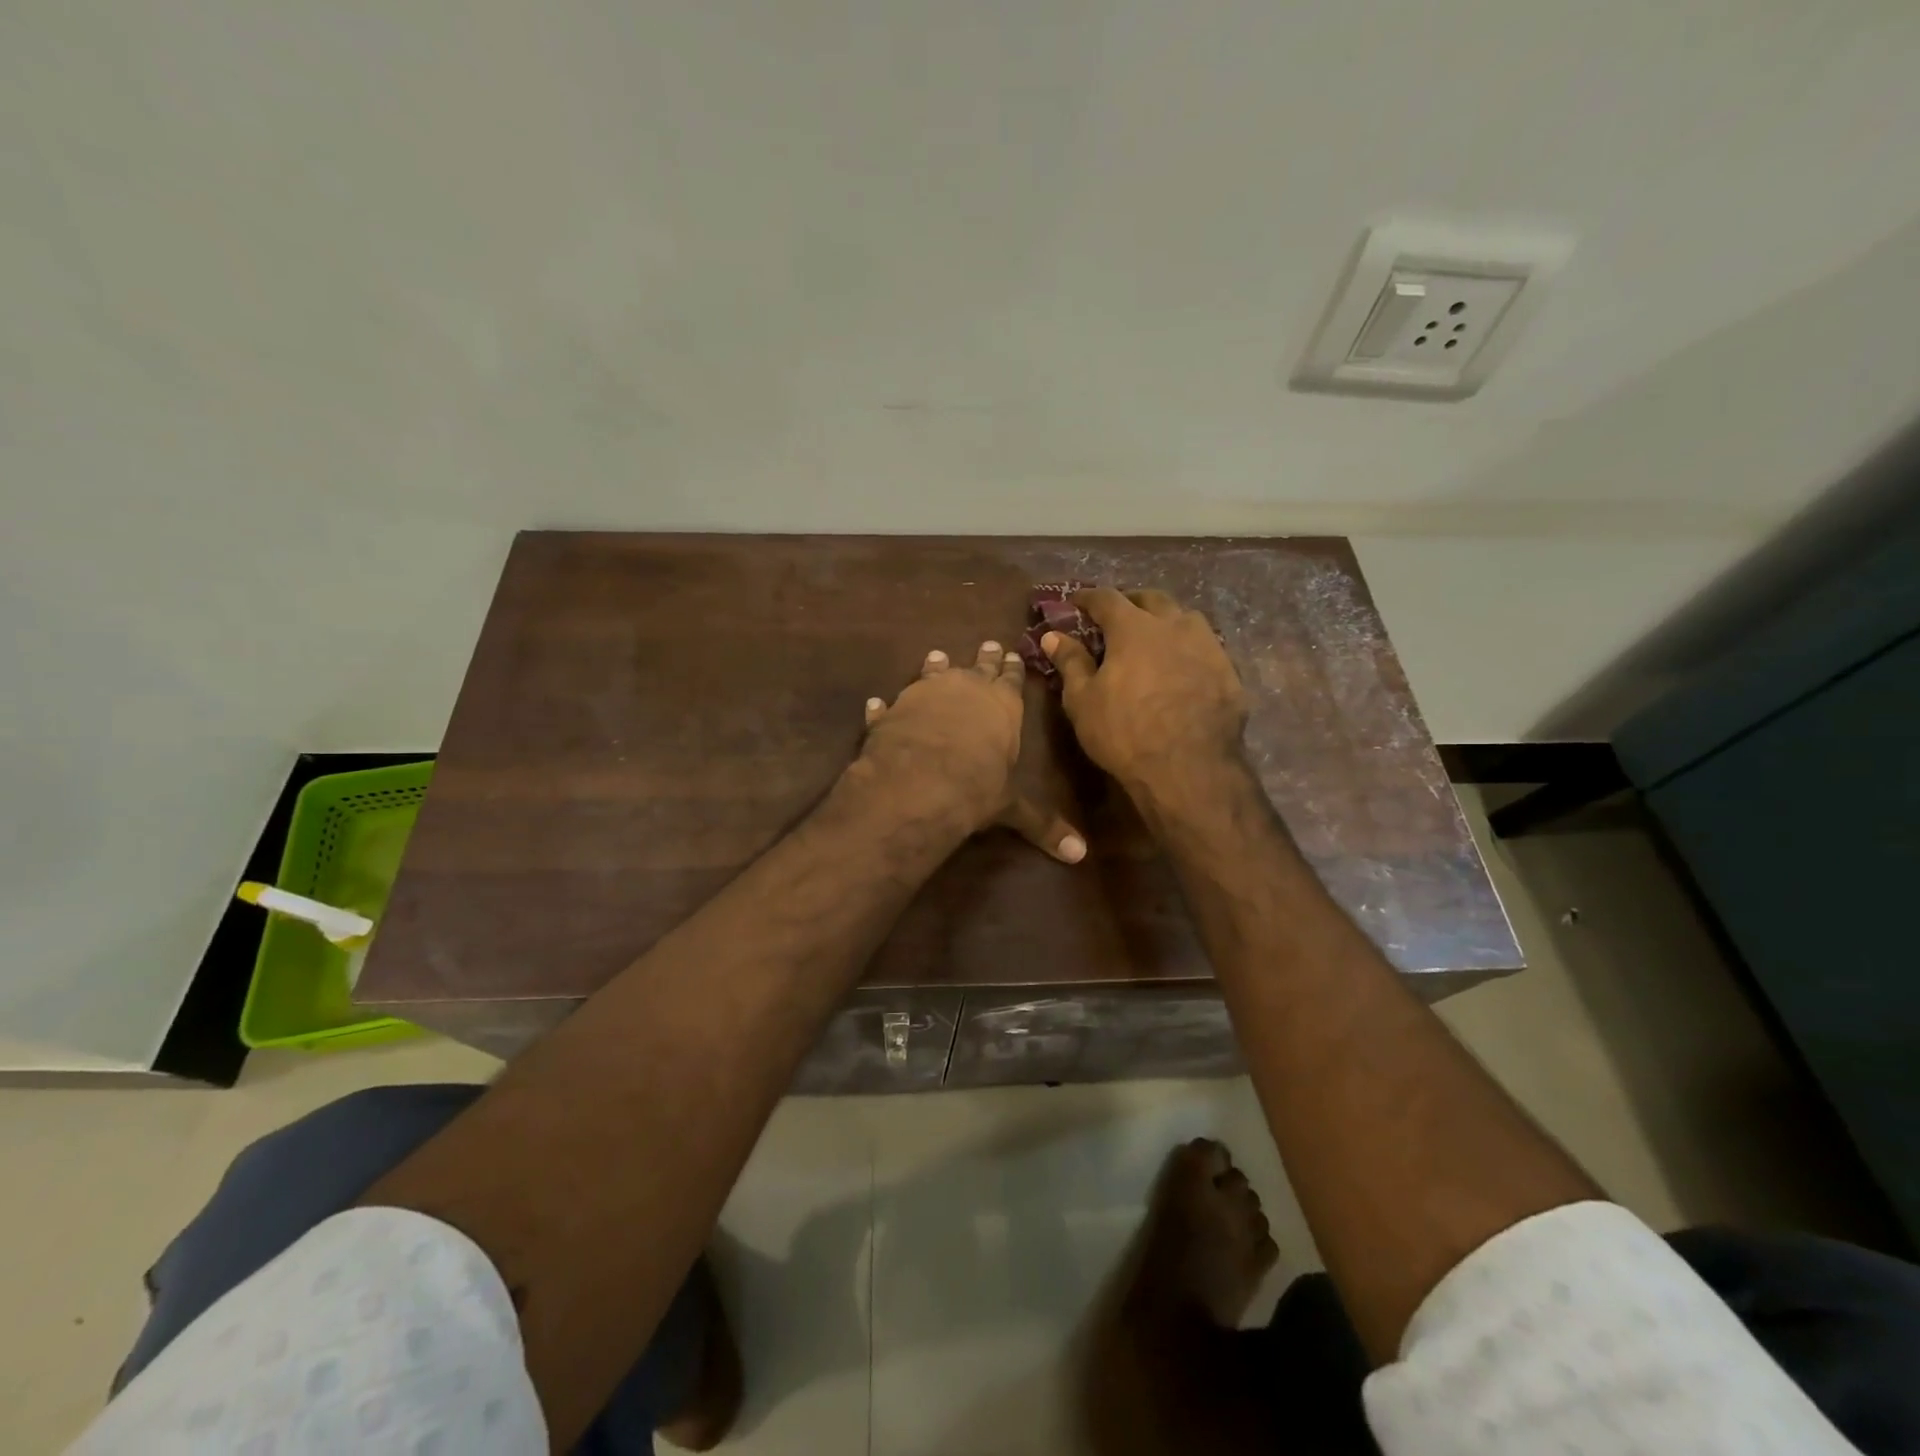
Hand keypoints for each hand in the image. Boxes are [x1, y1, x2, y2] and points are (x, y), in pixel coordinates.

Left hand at [855, 641, 1086, 862]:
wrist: (920, 780)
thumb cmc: (977, 786)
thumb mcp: (1011, 806)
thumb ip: (1041, 824)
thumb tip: (1080, 855)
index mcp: (1002, 705)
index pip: (1012, 680)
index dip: (1014, 668)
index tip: (1014, 653)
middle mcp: (965, 689)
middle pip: (978, 666)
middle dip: (985, 658)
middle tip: (988, 644)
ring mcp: (925, 693)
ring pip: (933, 672)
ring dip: (936, 666)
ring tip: (937, 655)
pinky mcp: (893, 709)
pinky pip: (890, 704)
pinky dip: (885, 705)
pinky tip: (877, 702)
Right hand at [1043, 588, 1248, 796]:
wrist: (1189, 768)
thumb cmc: (1124, 732)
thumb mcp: (1083, 700)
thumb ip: (1070, 662)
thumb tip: (1053, 636)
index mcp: (1134, 628)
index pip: (1107, 598)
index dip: (1088, 597)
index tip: (1076, 601)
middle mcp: (1174, 626)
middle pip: (1152, 599)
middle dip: (1132, 601)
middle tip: (1118, 614)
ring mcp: (1207, 646)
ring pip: (1186, 618)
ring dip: (1166, 620)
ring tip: (1156, 636)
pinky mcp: (1229, 672)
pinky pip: (1206, 648)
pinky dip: (1189, 649)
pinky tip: (1184, 667)